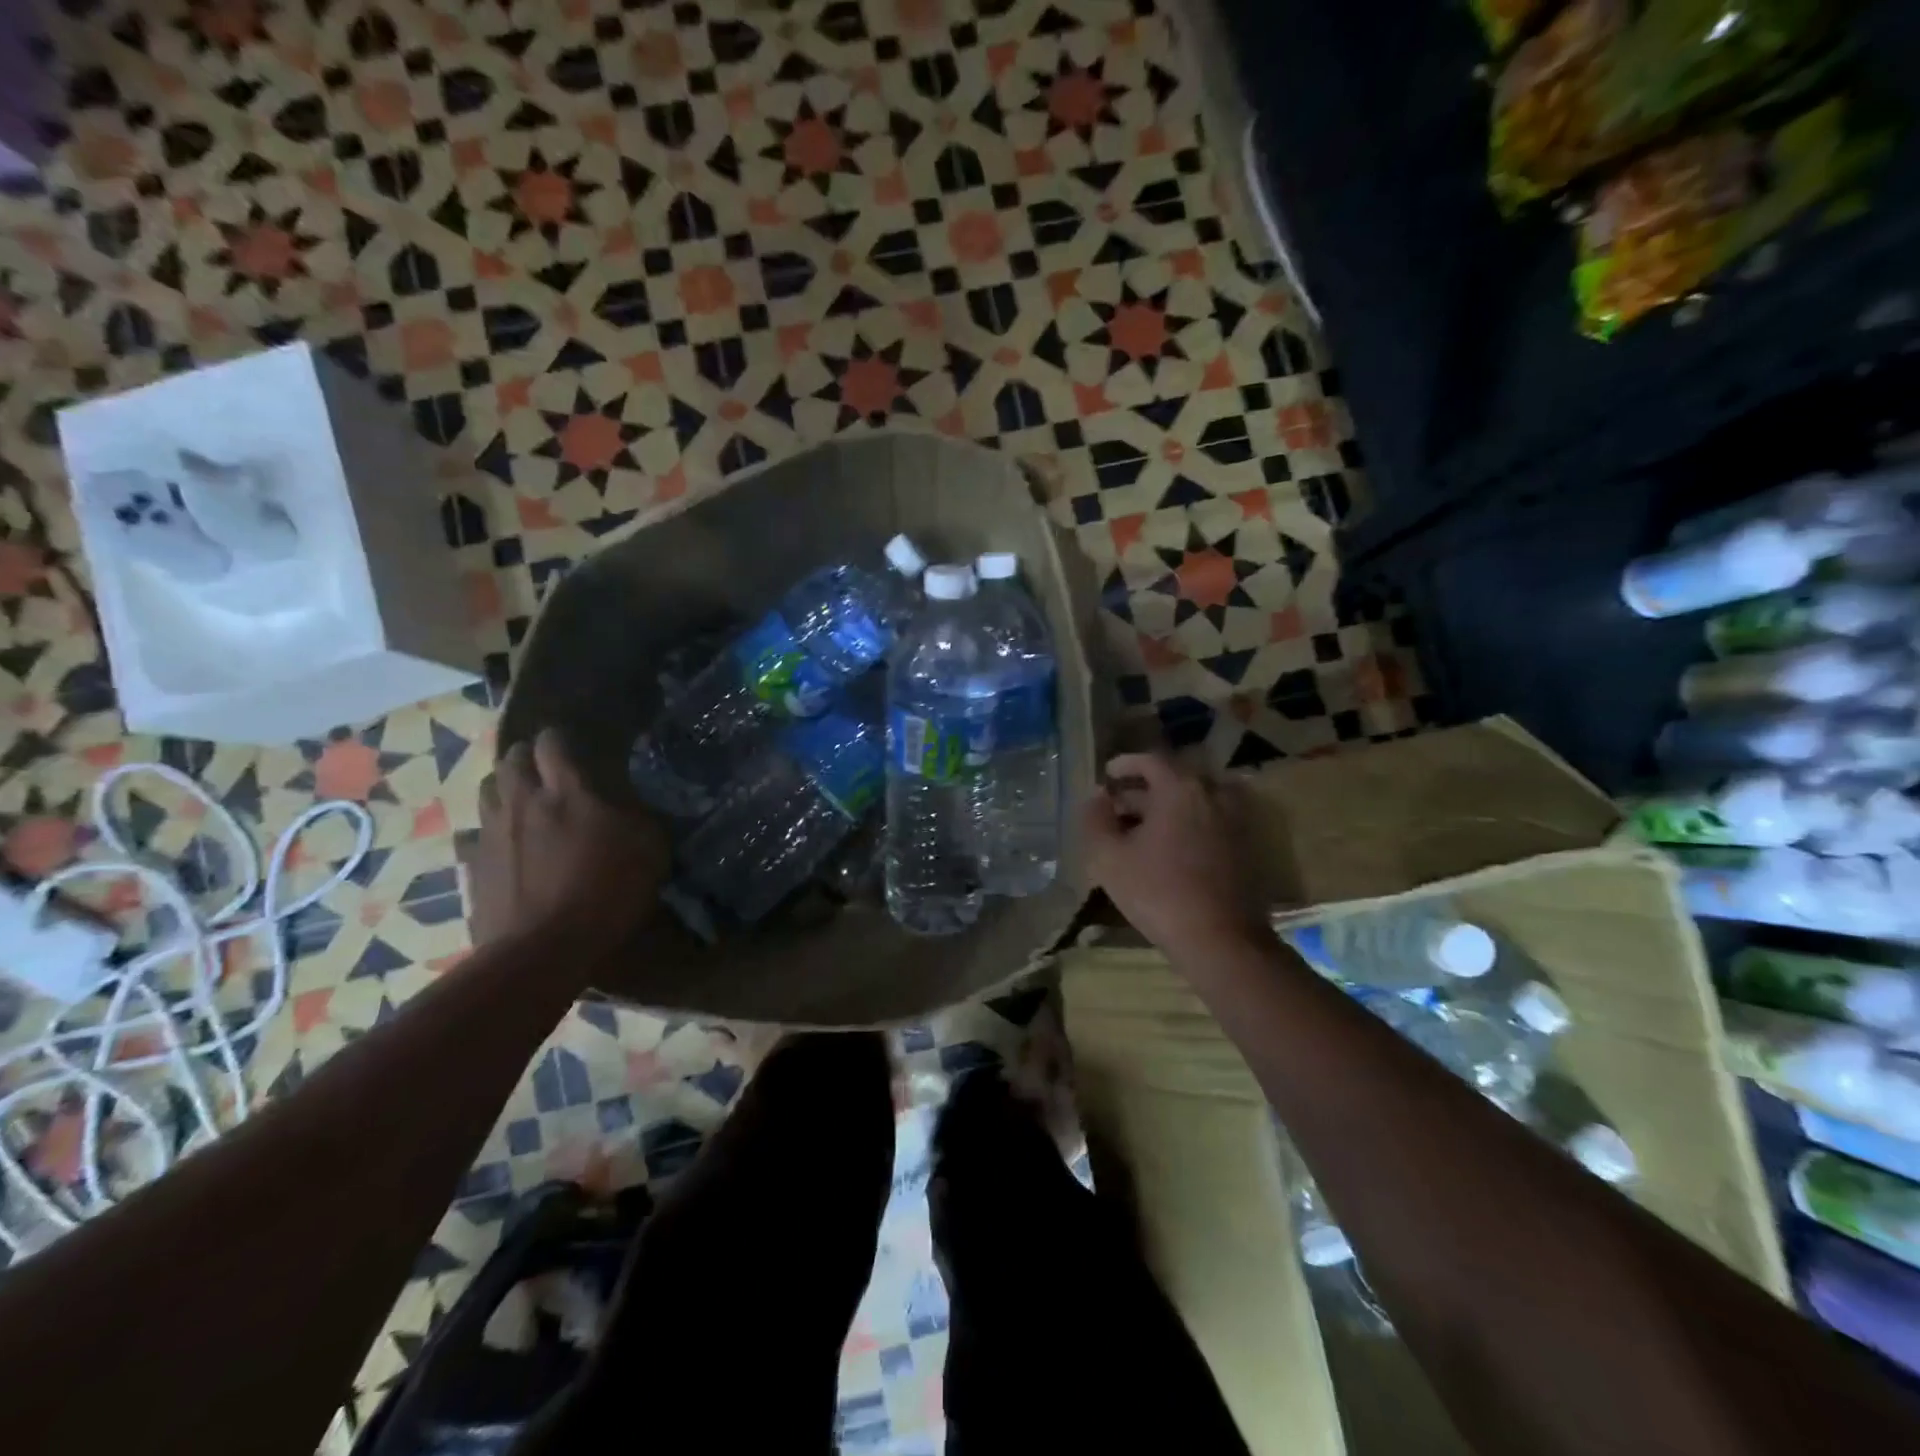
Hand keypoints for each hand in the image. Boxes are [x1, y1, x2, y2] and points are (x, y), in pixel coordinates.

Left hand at [470, 727, 670, 953]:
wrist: (543, 950)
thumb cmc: (605, 893)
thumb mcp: (649, 852)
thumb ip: (639, 819)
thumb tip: (633, 806)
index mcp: (567, 793)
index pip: (552, 744)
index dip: (559, 739)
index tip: (571, 744)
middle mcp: (523, 803)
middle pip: (510, 760)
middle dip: (525, 757)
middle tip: (543, 767)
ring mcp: (491, 834)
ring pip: (486, 791)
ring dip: (503, 788)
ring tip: (521, 800)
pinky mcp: (471, 867)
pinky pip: (473, 836)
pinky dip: (487, 833)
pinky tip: (503, 847)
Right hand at [1083, 752, 1268, 956]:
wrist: (1221, 940)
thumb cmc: (1159, 892)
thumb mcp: (1110, 857)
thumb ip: (1095, 819)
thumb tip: (1096, 797)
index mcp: (1181, 788)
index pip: (1151, 760)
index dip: (1125, 765)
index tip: (1107, 775)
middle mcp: (1214, 793)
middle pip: (1174, 779)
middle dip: (1143, 789)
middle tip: (1117, 807)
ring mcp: (1235, 819)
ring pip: (1193, 801)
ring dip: (1166, 807)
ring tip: (1139, 829)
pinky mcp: (1246, 845)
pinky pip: (1209, 820)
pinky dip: (1186, 823)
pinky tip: (1167, 849)